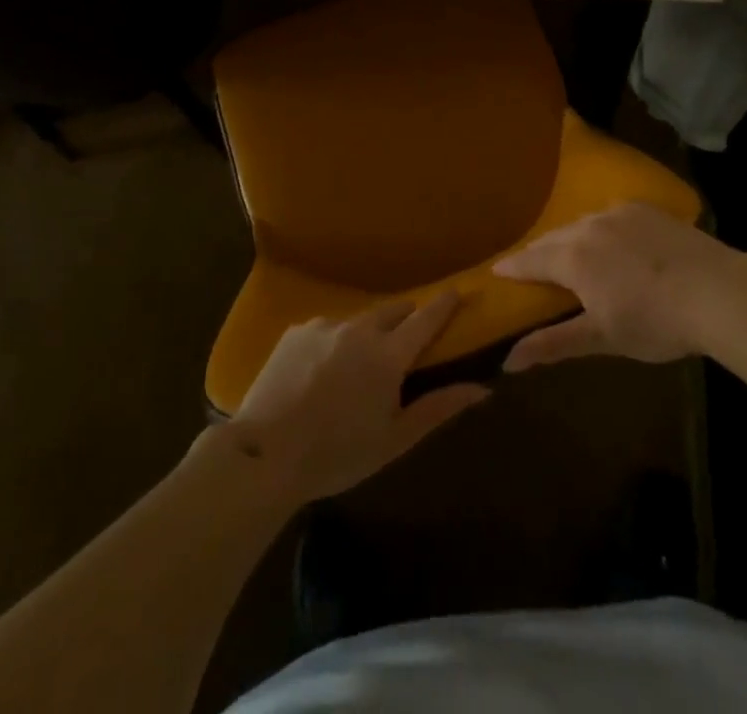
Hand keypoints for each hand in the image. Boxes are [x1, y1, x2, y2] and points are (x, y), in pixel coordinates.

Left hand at [228, 294, 488, 505]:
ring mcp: (325, 325)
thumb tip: (482, 388)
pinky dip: (334, 341)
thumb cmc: (337, 454)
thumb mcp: (394, 440)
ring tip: (358, 363)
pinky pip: (327, 327)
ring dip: (368, 332)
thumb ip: (439, 408)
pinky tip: (321, 370)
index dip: (445, 304)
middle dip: (407, 317)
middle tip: (407, 340)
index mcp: (388, 354)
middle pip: (394, 310)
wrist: (264, 455)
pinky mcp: (296, 330)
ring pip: (358, 319)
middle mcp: (360, 328)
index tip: (458, 292)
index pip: (426, 318)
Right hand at [493, 203, 738, 370]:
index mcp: (572, 258)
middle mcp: (588, 226)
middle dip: (538, 252)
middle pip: (553, 238)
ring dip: (568, 238)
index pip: (530, 260)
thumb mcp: (602, 338)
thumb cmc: (655, 322)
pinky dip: (599, 228)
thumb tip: (508, 361)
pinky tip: (609, 238)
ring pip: (581, 223)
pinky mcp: (646, 209)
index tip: (496, 271)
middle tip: (529, 266)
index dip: (512, 268)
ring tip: (568, 252)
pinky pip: (610, 214)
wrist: (719, 291)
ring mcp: (619, 212)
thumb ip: (553, 344)